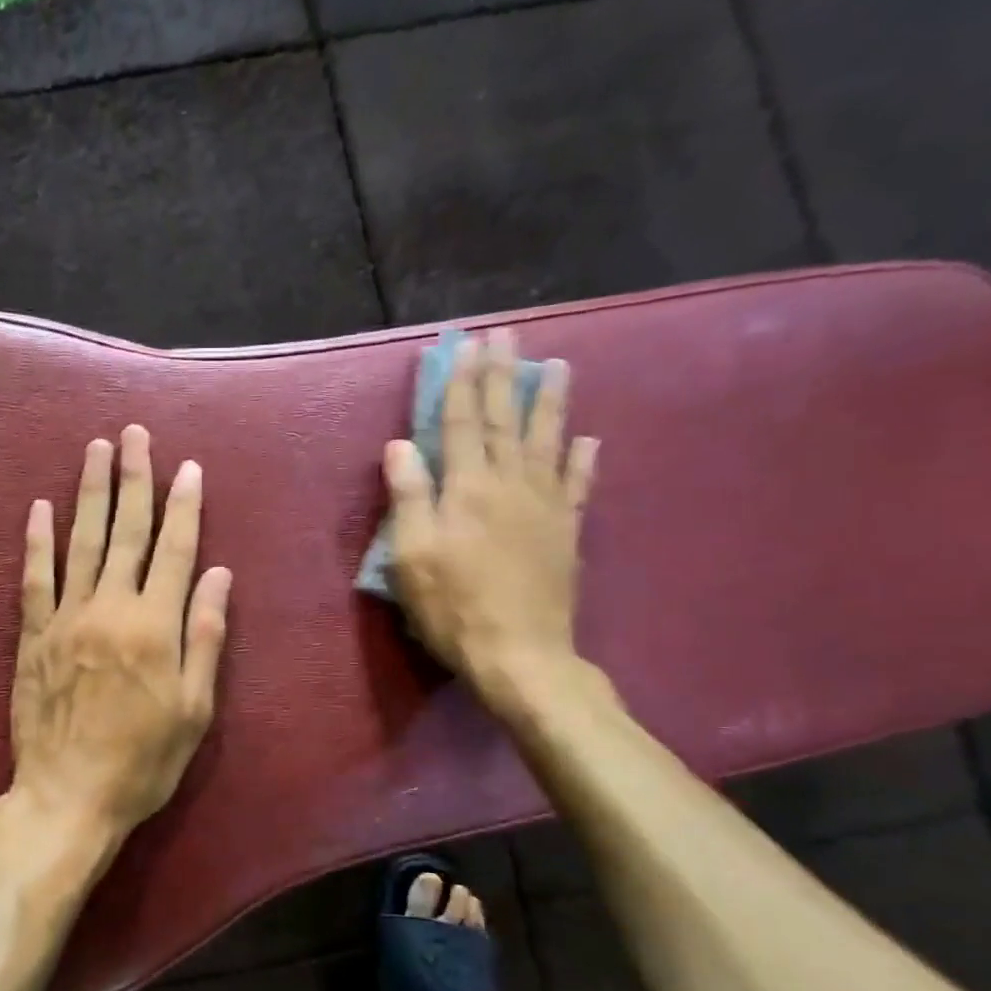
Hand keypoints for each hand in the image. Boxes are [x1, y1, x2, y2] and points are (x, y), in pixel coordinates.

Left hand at [8, 426, 232, 861]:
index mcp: (156, 626)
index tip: (187, 467)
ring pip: (82, 542)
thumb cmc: (144, 760)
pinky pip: (34, 579)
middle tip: (133, 434)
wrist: (68, 796)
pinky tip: (39, 508)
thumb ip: (205, 637)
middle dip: (134, 479)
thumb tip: (218, 575)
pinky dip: (37, 542)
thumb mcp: (194, 708)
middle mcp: (111, 608)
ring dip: (91, 493)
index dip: (184, 506)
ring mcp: (67, 618)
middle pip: (127, 532)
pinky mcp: (33, 636)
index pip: (175, 550)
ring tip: (95, 450)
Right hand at [383, 329, 599, 709]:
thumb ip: (409, 497)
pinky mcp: (566, 533)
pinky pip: (578, 487)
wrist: (520, 655)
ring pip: (548, 441)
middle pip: (506, 420)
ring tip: (557, 365)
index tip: (463, 345)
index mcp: (467, 488)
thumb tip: (400, 445)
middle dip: (503, 375)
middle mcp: (510, 485)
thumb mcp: (412, 556)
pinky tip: (589, 440)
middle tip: (506, 335)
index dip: (459, 383)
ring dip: (550, 401)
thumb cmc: (454, 606)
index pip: (461, 423)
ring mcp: (545, 507)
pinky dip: (584, 461)